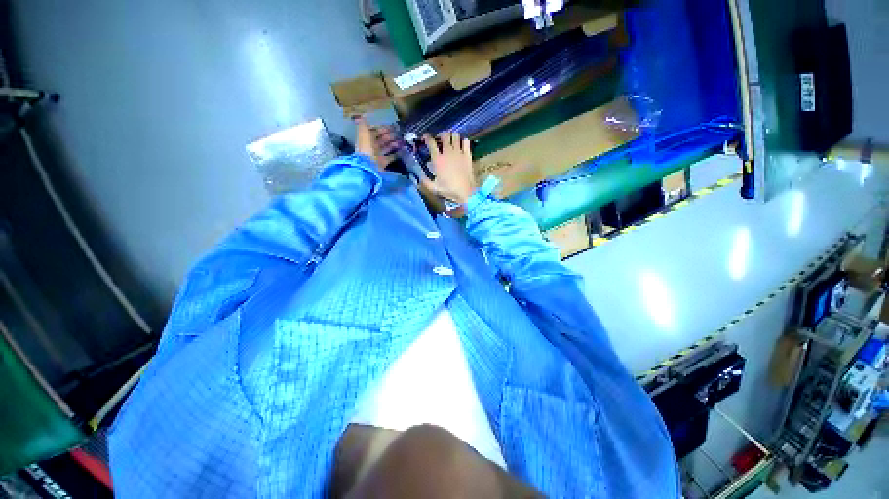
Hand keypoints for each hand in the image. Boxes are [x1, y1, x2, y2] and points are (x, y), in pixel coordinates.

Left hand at [355, 117, 401, 170]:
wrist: (368, 166)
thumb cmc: (366, 148)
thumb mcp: (363, 134)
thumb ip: (363, 125)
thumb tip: (362, 115)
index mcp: (367, 138)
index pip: (375, 131)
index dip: (383, 128)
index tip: (393, 126)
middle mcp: (372, 146)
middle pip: (382, 139)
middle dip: (390, 136)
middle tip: (400, 133)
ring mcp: (377, 155)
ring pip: (387, 147)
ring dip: (394, 144)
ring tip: (402, 141)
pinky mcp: (383, 162)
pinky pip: (391, 157)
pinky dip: (397, 154)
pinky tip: (403, 150)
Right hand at [421, 132, 476, 204]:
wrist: (465, 191)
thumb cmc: (449, 189)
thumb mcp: (434, 188)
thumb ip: (426, 182)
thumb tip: (420, 178)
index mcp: (437, 160)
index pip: (431, 143)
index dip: (427, 137)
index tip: (426, 137)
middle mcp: (447, 152)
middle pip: (444, 135)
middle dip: (441, 135)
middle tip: (441, 139)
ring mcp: (459, 152)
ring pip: (455, 136)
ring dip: (452, 136)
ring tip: (451, 140)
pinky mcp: (467, 155)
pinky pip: (466, 141)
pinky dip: (463, 141)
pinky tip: (462, 145)